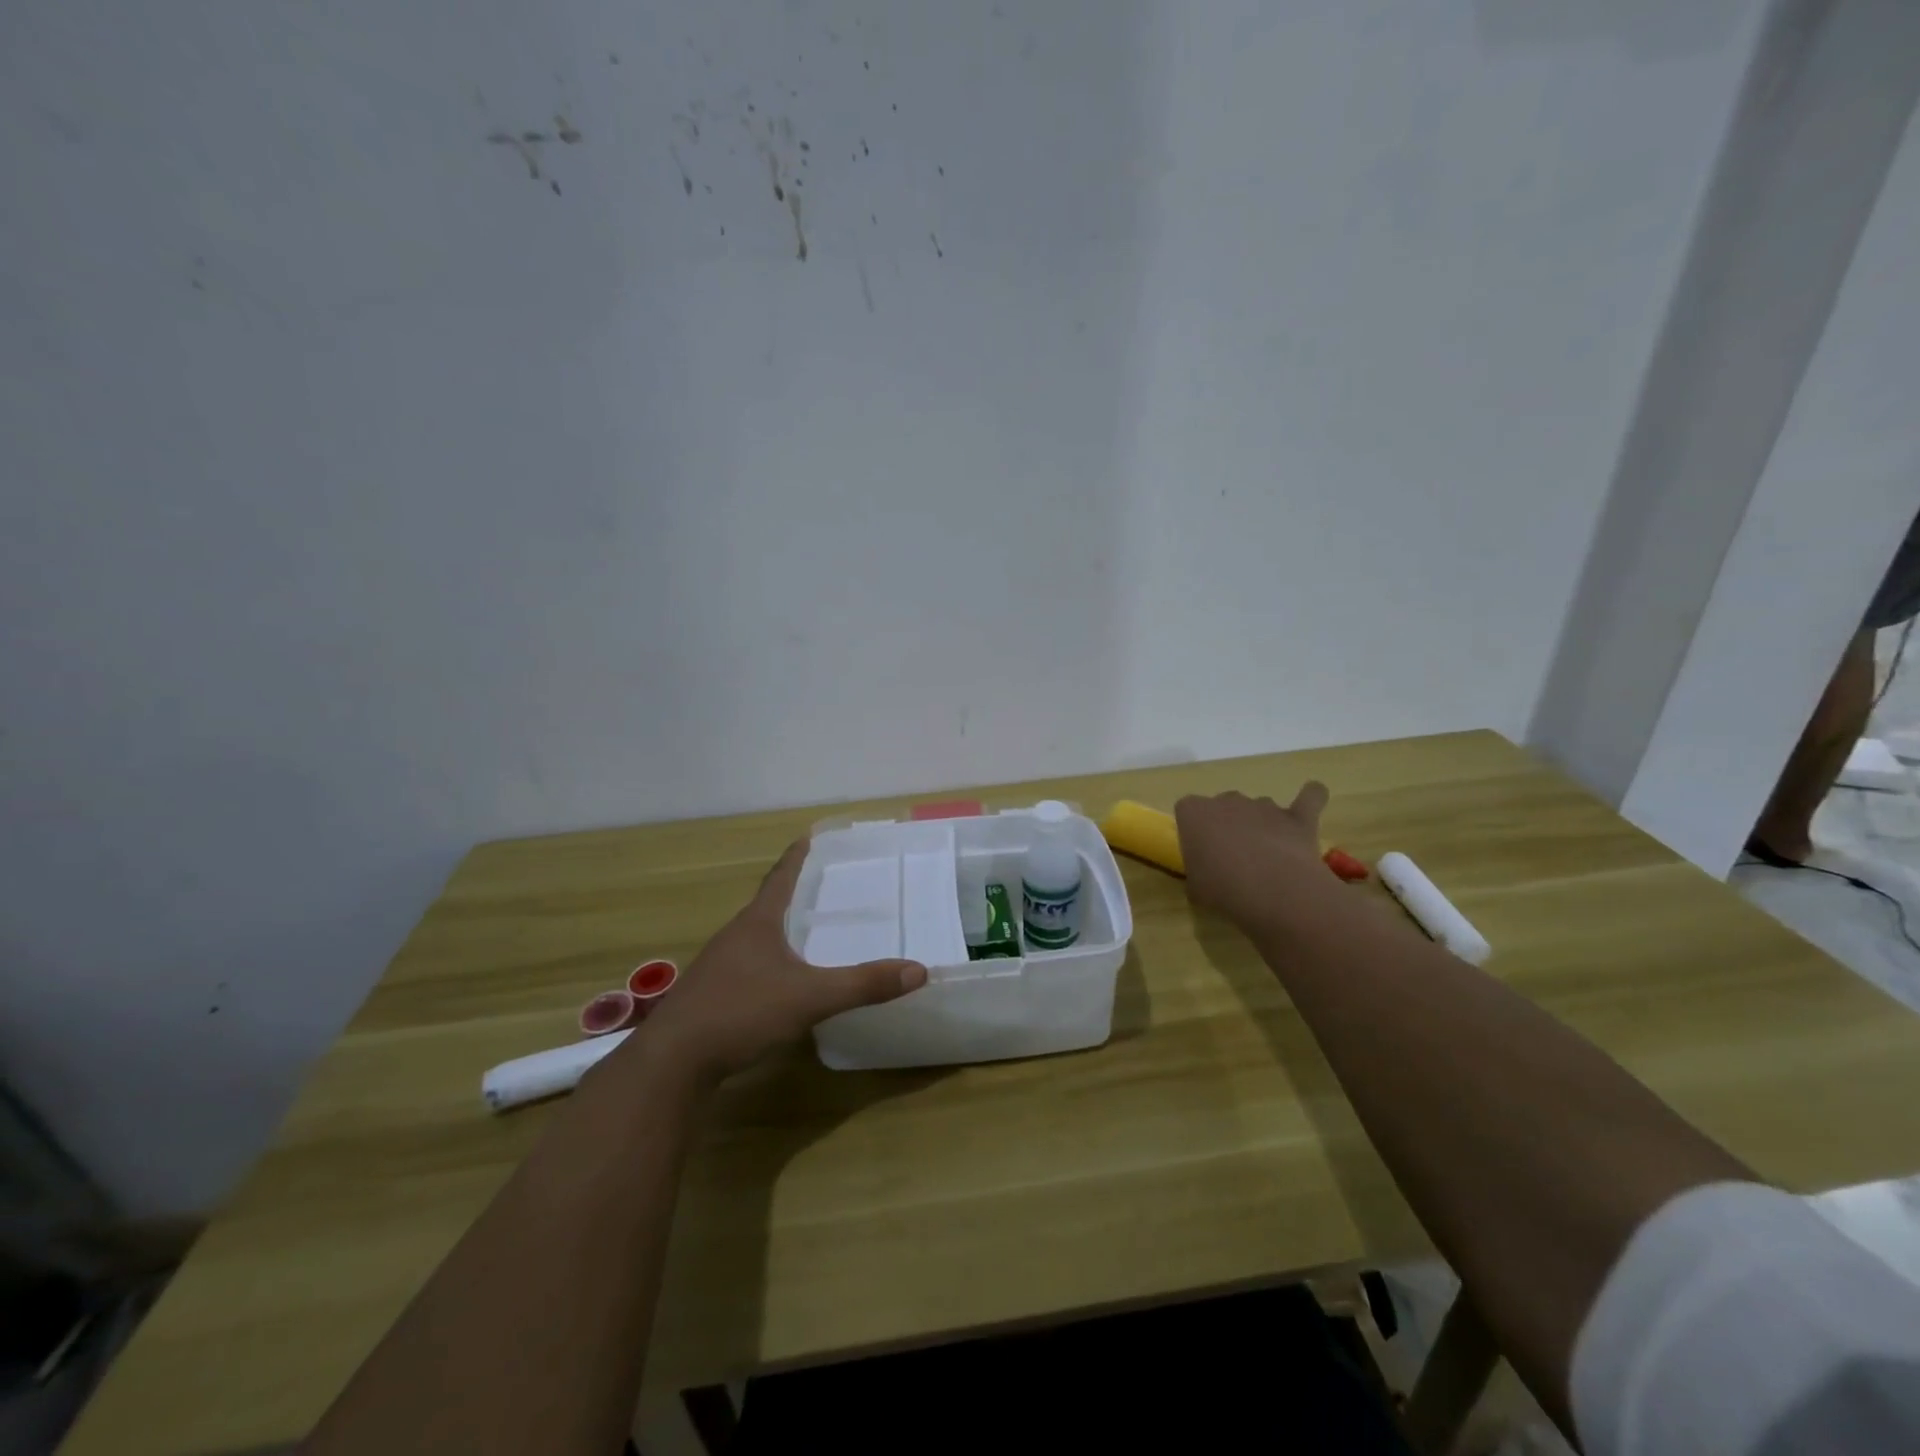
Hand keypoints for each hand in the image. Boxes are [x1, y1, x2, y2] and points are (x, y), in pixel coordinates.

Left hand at [642, 839, 927, 1083]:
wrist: (672, 1062)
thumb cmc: (741, 1012)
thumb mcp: (810, 998)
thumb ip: (863, 985)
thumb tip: (918, 970)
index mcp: (757, 924)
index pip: (780, 878)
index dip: (796, 857)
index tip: (808, 836)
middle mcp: (734, 936)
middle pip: (766, 905)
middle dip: (791, 894)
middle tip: (821, 887)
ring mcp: (717, 967)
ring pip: (753, 938)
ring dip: (777, 929)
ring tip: (803, 932)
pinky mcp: (709, 996)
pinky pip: (745, 966)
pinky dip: (767, 962)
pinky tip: (778, 983)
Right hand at [1174, 785, 1330, 930]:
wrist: (1273, 891)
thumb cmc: (1222, 889)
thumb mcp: (1195, 888)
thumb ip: (1198, 872)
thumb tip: (1208, 876)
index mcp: (1194, 812)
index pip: (1187, 810)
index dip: (1193, 830)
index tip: (1199, 853)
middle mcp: (1227, 800)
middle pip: (1224, 804)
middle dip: (1228, 825)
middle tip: (1232, 858)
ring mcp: (1264, 805)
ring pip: (1259, 807)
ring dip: (1261, 824)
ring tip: (1267, 856)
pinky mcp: (1298, 816)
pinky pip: (1309, 796)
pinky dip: (1311, 797)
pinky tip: (1311, 802)